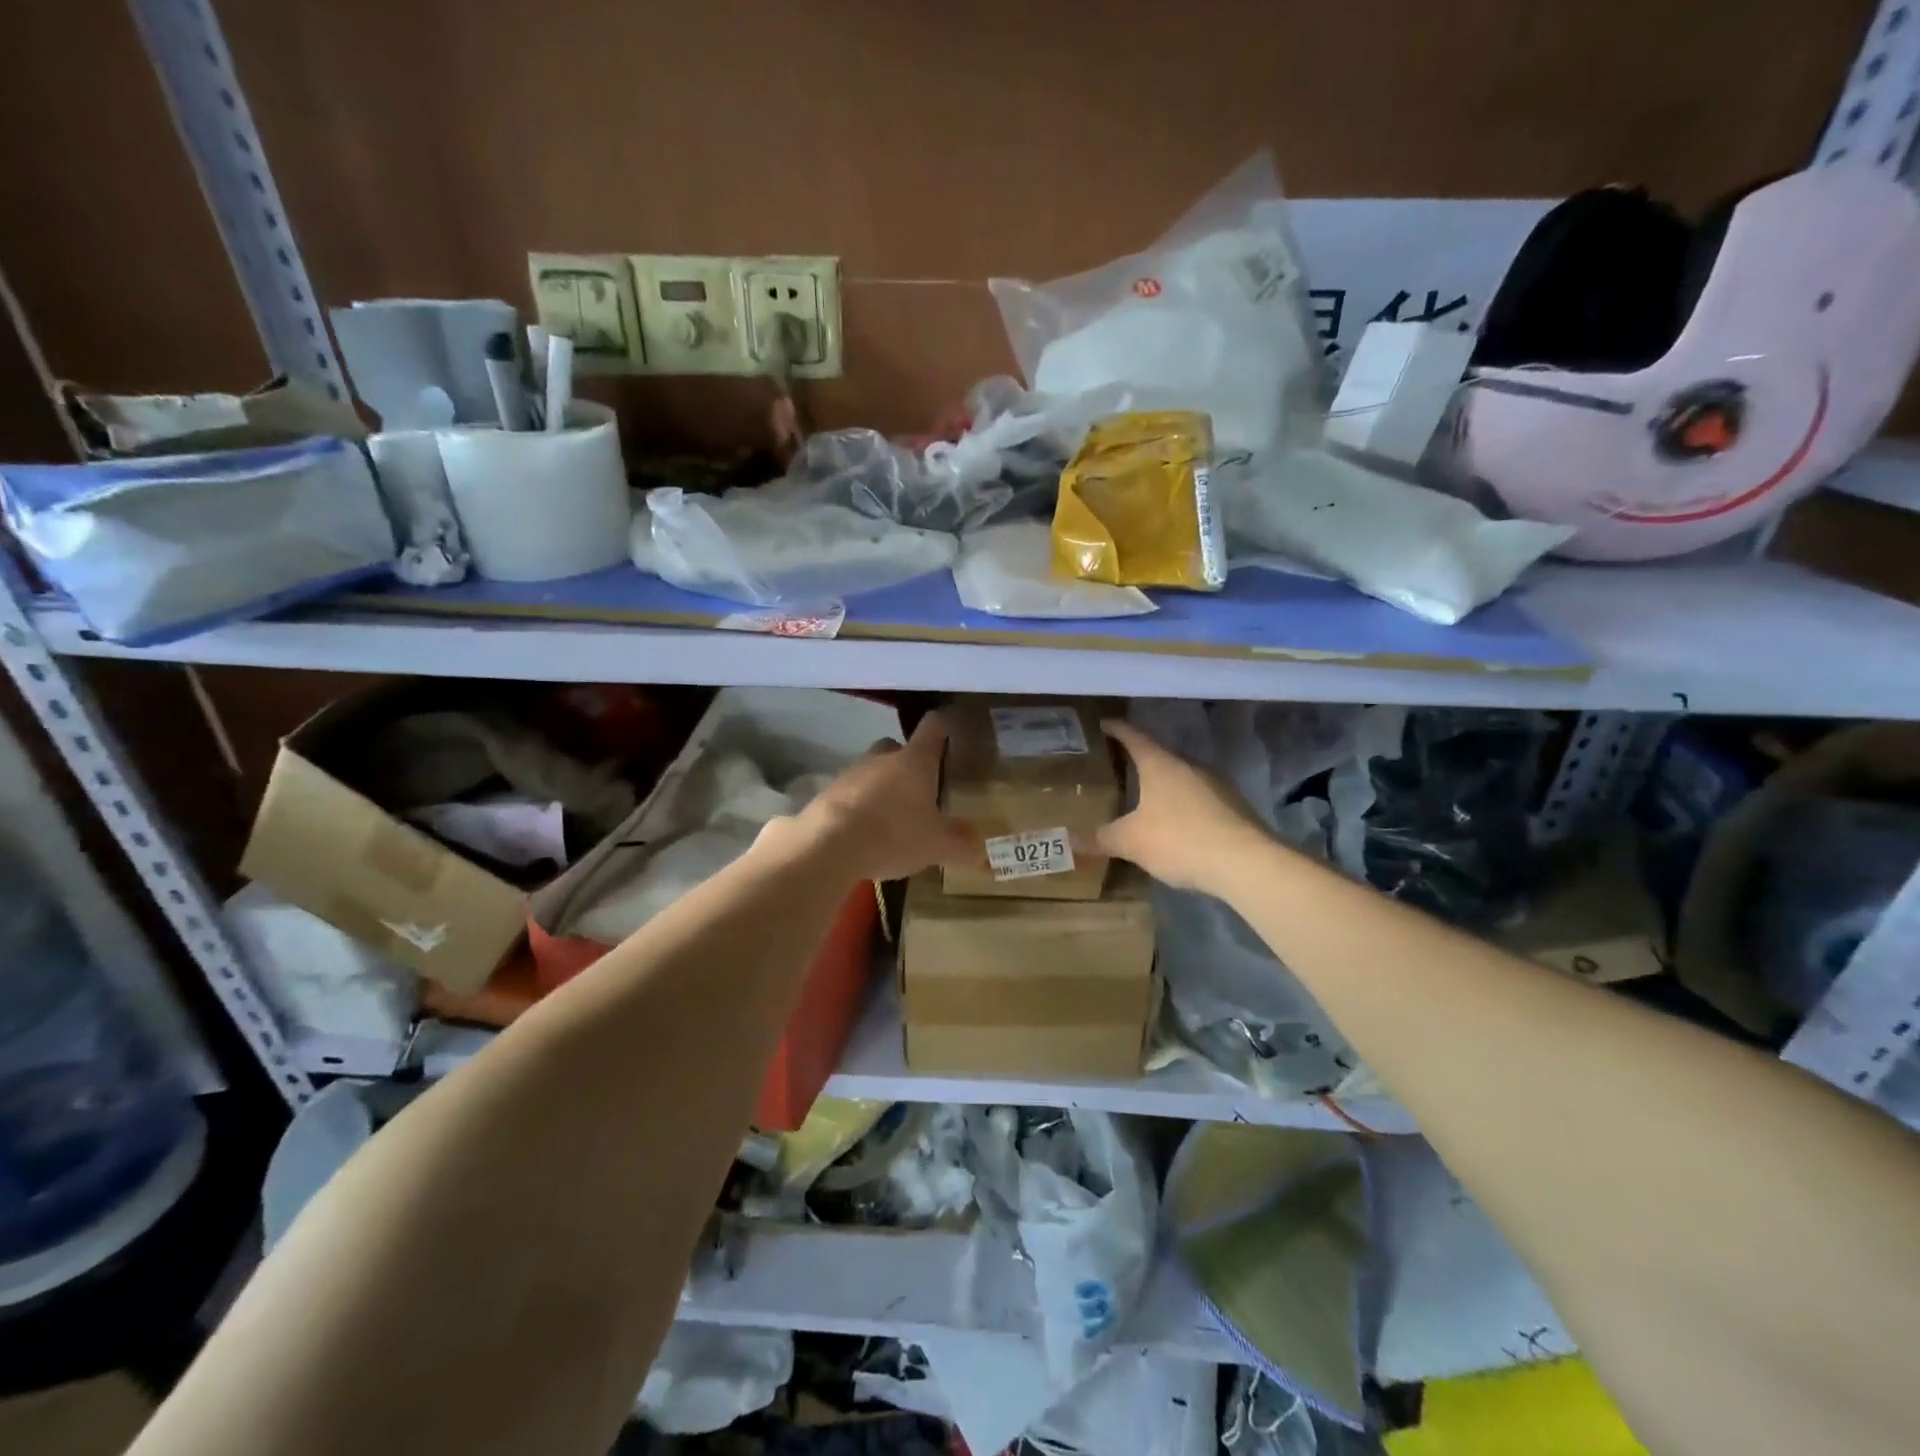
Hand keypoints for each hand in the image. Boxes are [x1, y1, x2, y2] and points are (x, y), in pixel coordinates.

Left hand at [791, 711, 978, 882]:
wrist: (828, 845)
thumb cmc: (894, 834)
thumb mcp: (937, 845)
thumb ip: (960, 843)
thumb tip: (978, 847)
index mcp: (915, 760)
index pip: (933, 727)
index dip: (943, 725)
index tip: (950, 729)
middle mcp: (882, 757)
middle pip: (896, 748)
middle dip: (907, 763)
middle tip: (919, 788)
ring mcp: (850, 773)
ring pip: (870, 771)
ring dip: (880, 787)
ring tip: (890, 818)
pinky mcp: (826, 794)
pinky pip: (849, 795)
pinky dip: (858, 807)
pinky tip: (863, 833)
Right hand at [1094, 718, 1271, 892]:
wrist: (1246, 863)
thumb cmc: (1179, 840)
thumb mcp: (1132, 842)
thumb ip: (1102, 838)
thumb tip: (1071, 840)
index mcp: (1161, 764)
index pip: (1134, 736)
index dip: (1117, 729)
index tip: (1104, 723)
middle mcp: (1189, 766)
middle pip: (1160, 755)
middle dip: (1140, 760)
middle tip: (1120, 765)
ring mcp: (1216, 784)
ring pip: (1182, 777)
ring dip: (1165, 784)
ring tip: (1146, 796)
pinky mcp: (1234, 806)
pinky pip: (1200, 798)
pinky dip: (1184, 804)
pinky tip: (1177, 823)